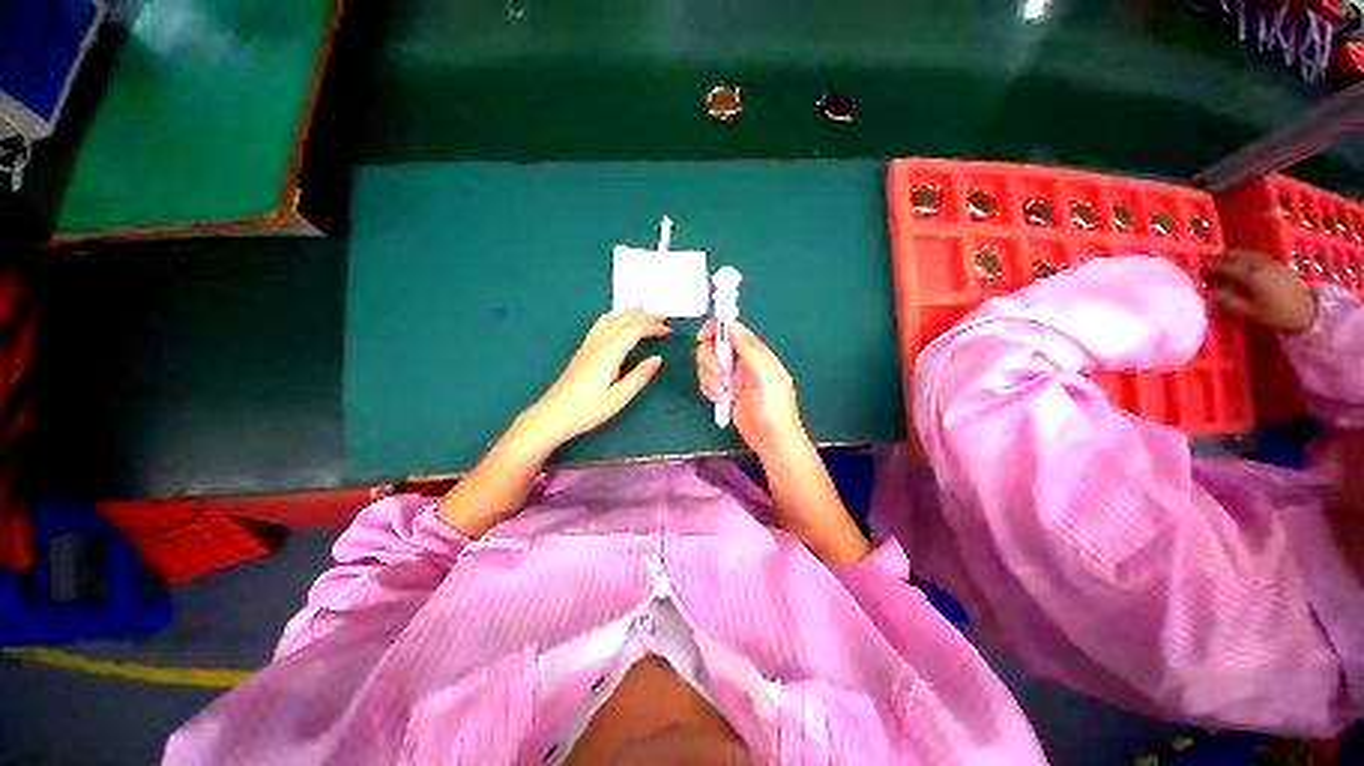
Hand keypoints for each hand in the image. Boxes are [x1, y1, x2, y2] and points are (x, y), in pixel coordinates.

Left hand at [521, 310, 669, 449]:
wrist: (554, 415)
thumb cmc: (588, 410)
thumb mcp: (619, 397)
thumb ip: (640, 376)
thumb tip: (657, 358)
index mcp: (609, 353)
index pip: (634, 329)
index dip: (652, 326)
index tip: (668, 330)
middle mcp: (598, 344)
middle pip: (623, 320)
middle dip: (645, 317)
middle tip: (663, 321)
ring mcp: (588, 345)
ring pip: (610, 318)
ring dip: (628, 313)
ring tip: (644, 313)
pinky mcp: (583, 351)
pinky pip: (600, 324)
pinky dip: (615, 317)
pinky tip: (618, 322)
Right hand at [696, 319, 807, 457]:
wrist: (772, 439)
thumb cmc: (773, 406)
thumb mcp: (765, 374)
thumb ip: (749, 348)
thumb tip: (732, 324)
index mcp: (755, 352)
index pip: (731, 330)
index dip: (714, 330)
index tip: (702, 339)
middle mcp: (741, 361)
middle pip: (713, 347)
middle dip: (709, 361)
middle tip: (719, 377)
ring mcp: (731, 377)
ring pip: (707, 365)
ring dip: (709, 378)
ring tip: (722, 393)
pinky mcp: (724, 391)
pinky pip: (707, 382)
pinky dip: (709, 389)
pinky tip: (721, 399)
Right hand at [1204, 249, 1317, 334]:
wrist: (1308, 311)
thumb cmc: (1276, 314)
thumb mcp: (1249, 312)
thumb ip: (1228, 301)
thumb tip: (1207, 293)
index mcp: (1249, 274)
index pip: (1223, 266)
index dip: (1208, 265)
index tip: (1194, 265)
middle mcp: (1257, 263)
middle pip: (1234, 255)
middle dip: (1218, 257)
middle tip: (1204, 262)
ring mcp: (1268, 262)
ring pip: (1244, 253)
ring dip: (1230, 255)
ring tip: (1220, 261)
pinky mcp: (1275, 264)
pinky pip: (1254, 256)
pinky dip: (1243, 257)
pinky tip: (1240, 263)